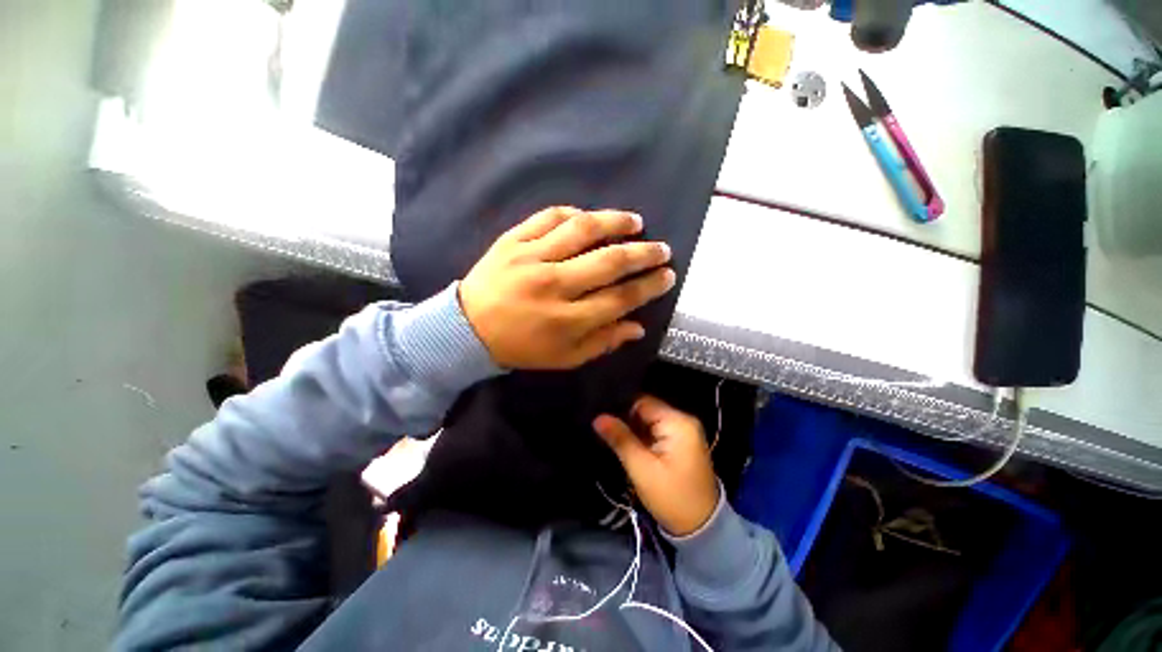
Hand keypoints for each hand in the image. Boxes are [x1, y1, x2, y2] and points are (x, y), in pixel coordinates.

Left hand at [459, 206, 675, 369]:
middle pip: (609, 261)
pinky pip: (548, 217)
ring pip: (583, 230)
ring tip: (635, 222)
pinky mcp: (512, 240)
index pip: (621, 298)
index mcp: (567, 320)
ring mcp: (531, 257)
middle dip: (644, 254)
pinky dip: (573, 213)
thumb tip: (638, 327)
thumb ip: (603, 342)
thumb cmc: (520, 348)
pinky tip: (588, 217)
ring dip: (615, 222)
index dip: (650, 286)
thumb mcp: (564, 358)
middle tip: (662, 249)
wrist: (466, 330)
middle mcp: (554, 284)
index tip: (667, 275)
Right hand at [594, 396, 719, 536]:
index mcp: (678, 422)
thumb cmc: (671, 497)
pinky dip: (642, 436)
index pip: (642, 402)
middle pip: (646, 410)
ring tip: (610, 434)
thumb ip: (620, 438)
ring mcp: (683, 431)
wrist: (701, 528)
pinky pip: (656, 431)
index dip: (620, 408)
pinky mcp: (680, 442)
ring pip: (649, 421)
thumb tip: (598, 418)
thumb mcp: (641, 468)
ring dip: (632, 429)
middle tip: (603, 427)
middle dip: (625, 419)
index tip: (601, 415)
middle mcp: (683, 420)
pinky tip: (626, 442)